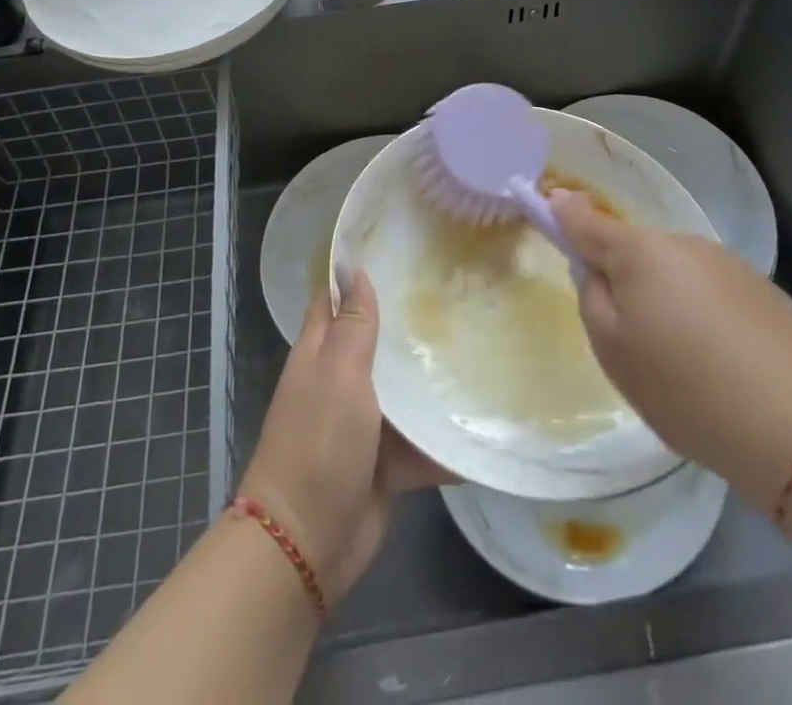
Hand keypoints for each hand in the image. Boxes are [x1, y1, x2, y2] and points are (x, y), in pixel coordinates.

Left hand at [239, 268, 452, 604]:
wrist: (308, 542)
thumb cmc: (319, 442)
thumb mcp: (339, 373)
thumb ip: (353, 324)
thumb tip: (354, 269)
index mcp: (321, 353)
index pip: (337, 299)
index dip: (360, 274)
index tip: (401, 250)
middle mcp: (341, 381)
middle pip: (377, 342)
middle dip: (409, 323)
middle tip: (457, 294)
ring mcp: (364, 423)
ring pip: (402, 390)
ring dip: (431, 379)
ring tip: (479, 346)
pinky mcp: (386, 463)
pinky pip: (419, 441)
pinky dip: (443, 436)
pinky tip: (483, 418)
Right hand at [553, 189, 791, 506]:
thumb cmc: (685, 386)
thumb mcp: (613, 349)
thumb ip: (592, 297)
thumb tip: (595, 268)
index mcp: (639, 251)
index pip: (586, 220)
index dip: (563, 212)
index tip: (548, 202)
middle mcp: (682, 243)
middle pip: (635, 250)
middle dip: (623, 275)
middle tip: (629, 336)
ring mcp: (727, 263)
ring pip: (675, 272)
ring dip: (666, 298)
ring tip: (683, 361)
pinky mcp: (762, 290)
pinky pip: (711, 292)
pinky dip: (703, 315)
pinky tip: (720, 362)